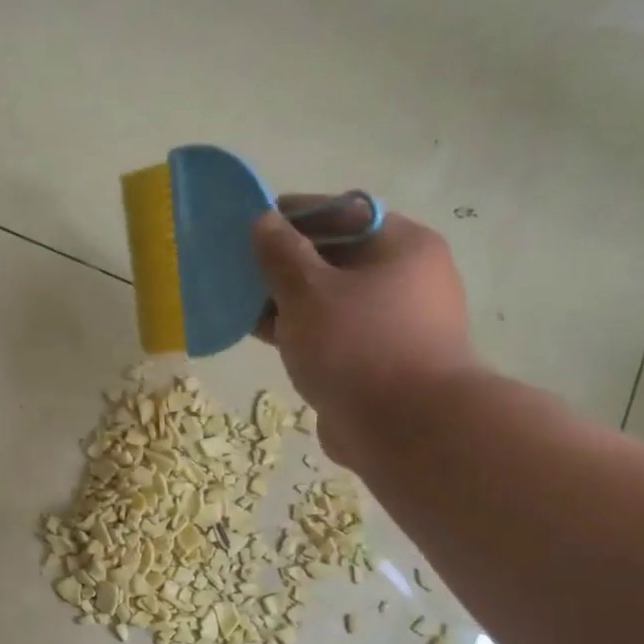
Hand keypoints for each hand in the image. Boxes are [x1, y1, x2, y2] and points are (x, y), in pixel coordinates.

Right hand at [252, 196, 476, 462]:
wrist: (407, 430)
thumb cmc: (358, 346)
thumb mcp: (308, 291)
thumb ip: (281, 253)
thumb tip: (264, 221)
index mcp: (400, 246)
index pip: (342, 212)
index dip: (293, 215)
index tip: (249, 224)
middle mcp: (403, 278)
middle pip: (334, 256)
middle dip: (282, 261)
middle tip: (237, 266)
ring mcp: (390, 322)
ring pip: (327, 298)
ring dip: (284, 298)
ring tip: (237, 301)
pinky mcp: (375, 359)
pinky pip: (328, 332)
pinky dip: (296, 329)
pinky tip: (258, 334)